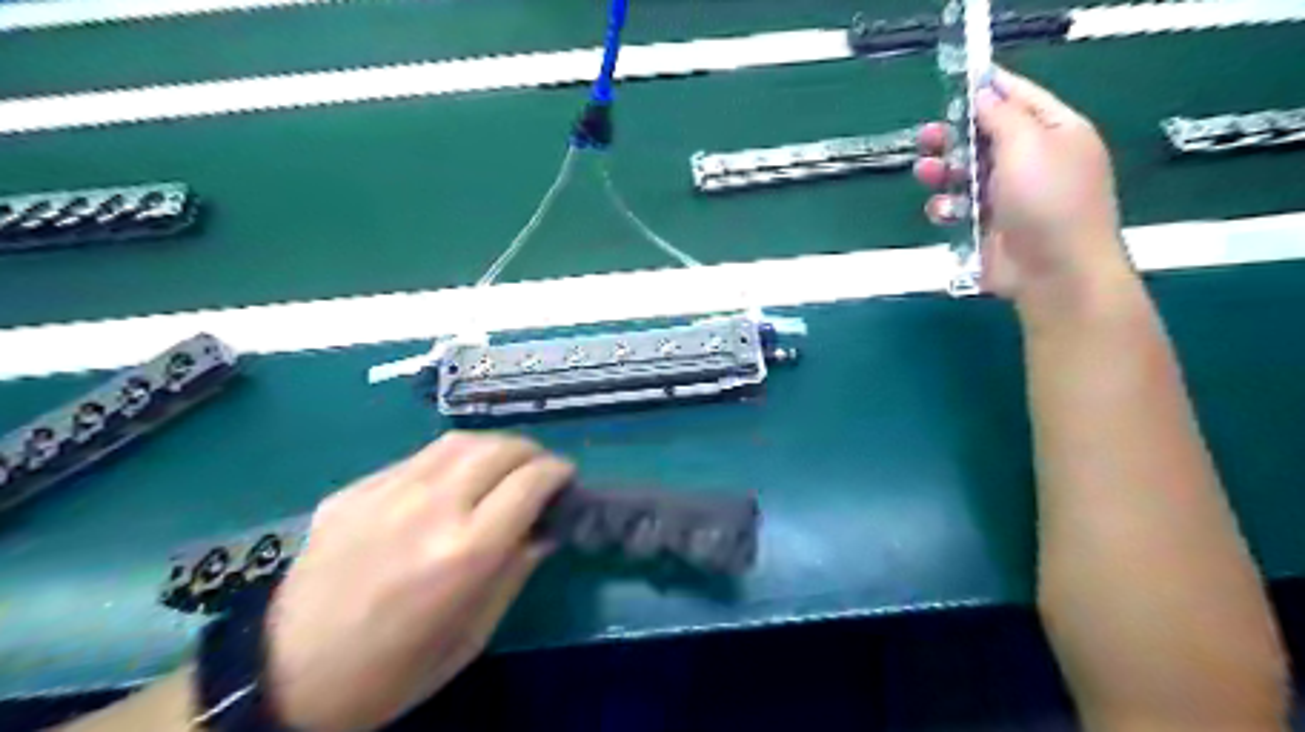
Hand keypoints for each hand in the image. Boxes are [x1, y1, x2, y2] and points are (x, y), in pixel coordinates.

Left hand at [262, 430, 572, 730]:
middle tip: (539, 471)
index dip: (558, 473)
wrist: (286, 676)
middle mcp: (430, 507)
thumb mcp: (473, 633)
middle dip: (532, 453)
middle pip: (500, 449)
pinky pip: (418, 458)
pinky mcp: (355, 490)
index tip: (567, 479)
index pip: (530, 483)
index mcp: (465, 551)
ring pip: (459, 441)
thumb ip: (515, 570)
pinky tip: (450, 483)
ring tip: (502, 466)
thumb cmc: (395, 669)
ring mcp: (386, 492)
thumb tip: (545, 528)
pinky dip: (450, 461)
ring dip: (494, 447)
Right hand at [917, 63, 1131, 308]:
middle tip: (926, 136)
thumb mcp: (1028, 145)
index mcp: (1055, 132)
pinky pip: (960, 207)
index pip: (1020, 98)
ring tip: (926, 173)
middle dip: (954, 136)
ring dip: (943, 171)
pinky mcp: (988, 225)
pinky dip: (948, 207)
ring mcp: (1009, 196)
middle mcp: (1032, 160)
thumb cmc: (1047, 200)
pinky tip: (945, 211)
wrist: (1053, 271)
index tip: (956, 80)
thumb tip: (984, 91)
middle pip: (984, 138)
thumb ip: (1002, 115)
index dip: (989, 88)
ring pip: (965, 173)